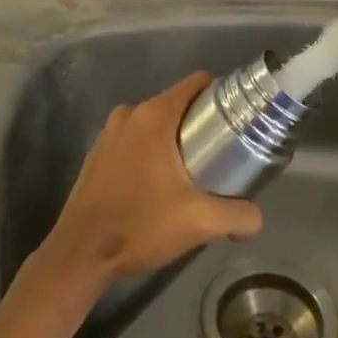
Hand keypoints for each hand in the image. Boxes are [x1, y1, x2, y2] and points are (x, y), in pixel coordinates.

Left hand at [36, 72, 263, 291]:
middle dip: (199, 125)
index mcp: (154, 116)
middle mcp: (129, 114)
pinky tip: (158, 185)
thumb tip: (256, 218)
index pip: (196, 84)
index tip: (236, 120)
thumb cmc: (140, 226)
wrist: (80, 254)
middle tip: (220, 156)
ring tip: (192, 173)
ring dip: (173, 141)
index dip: (220, 96)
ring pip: (154, 123)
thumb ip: (238, 216)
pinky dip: (150, 152)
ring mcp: (109, 132)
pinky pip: (134, 139)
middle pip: (177, 104)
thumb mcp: (198, 223)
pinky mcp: (97, 153)